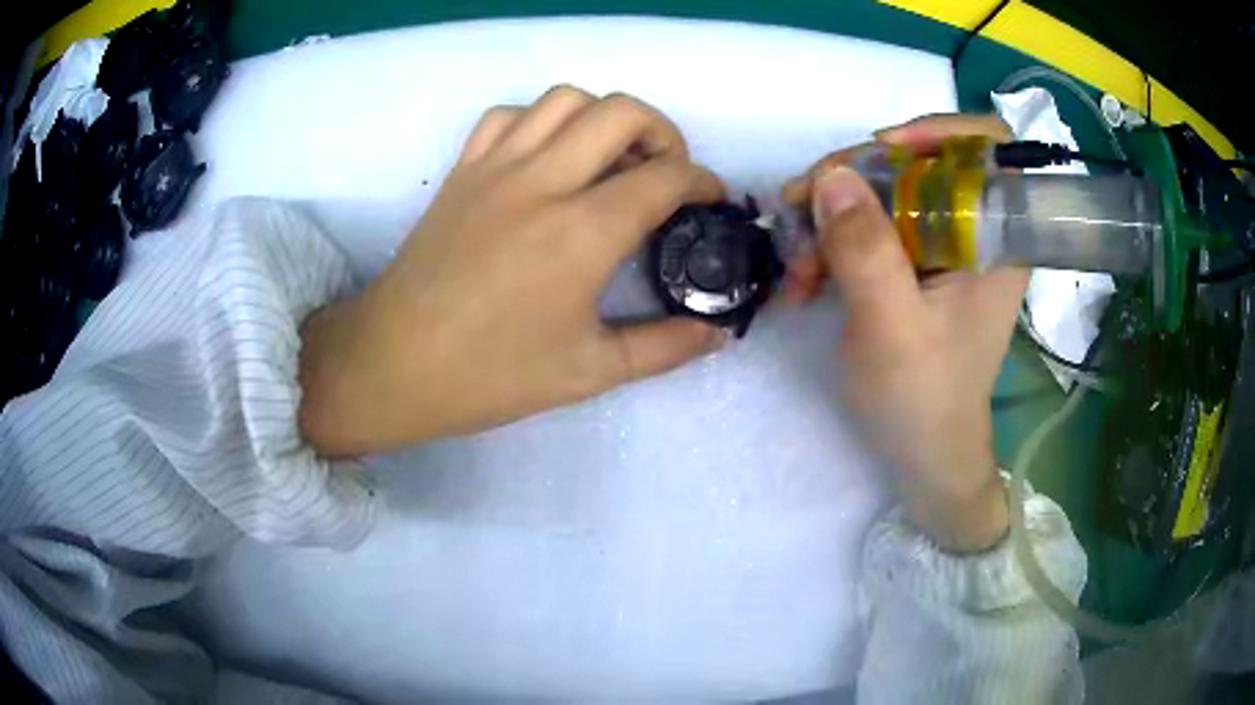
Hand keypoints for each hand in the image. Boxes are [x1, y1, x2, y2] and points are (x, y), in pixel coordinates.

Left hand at [299, 86, 725, 456]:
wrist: (395, 363)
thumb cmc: (491, 375)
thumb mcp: (590, 372)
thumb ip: (664, 348)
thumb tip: (716, 334)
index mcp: (583, 232)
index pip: (666, 176)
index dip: (702, 182)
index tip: (710, 201)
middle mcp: (544, 181)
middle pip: (622, 112)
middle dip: (663, 132)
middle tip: (666, 171)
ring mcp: (496, 167)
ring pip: (566, 99)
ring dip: (604, 118)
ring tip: (610, 159)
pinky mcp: (463, 170)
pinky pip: (510, 115)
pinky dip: (542, 121)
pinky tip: (547, 158)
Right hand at [784, 114, 1022, 552]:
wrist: (922, 455)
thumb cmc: (923, 400)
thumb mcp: (891, 328)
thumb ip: (865, 251)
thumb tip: (829, 174)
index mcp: (998, 239)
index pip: (990, 144)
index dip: (940, 128)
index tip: (883, 148)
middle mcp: (975, 230)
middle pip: (919, 161)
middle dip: (855, 179)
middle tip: (801, 209)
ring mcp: (943, 245)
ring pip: (886, 191)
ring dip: (832, 216)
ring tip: (799, 268)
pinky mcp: (915, 262)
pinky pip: (872, 223)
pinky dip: (833, 241)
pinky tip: (806, 278)